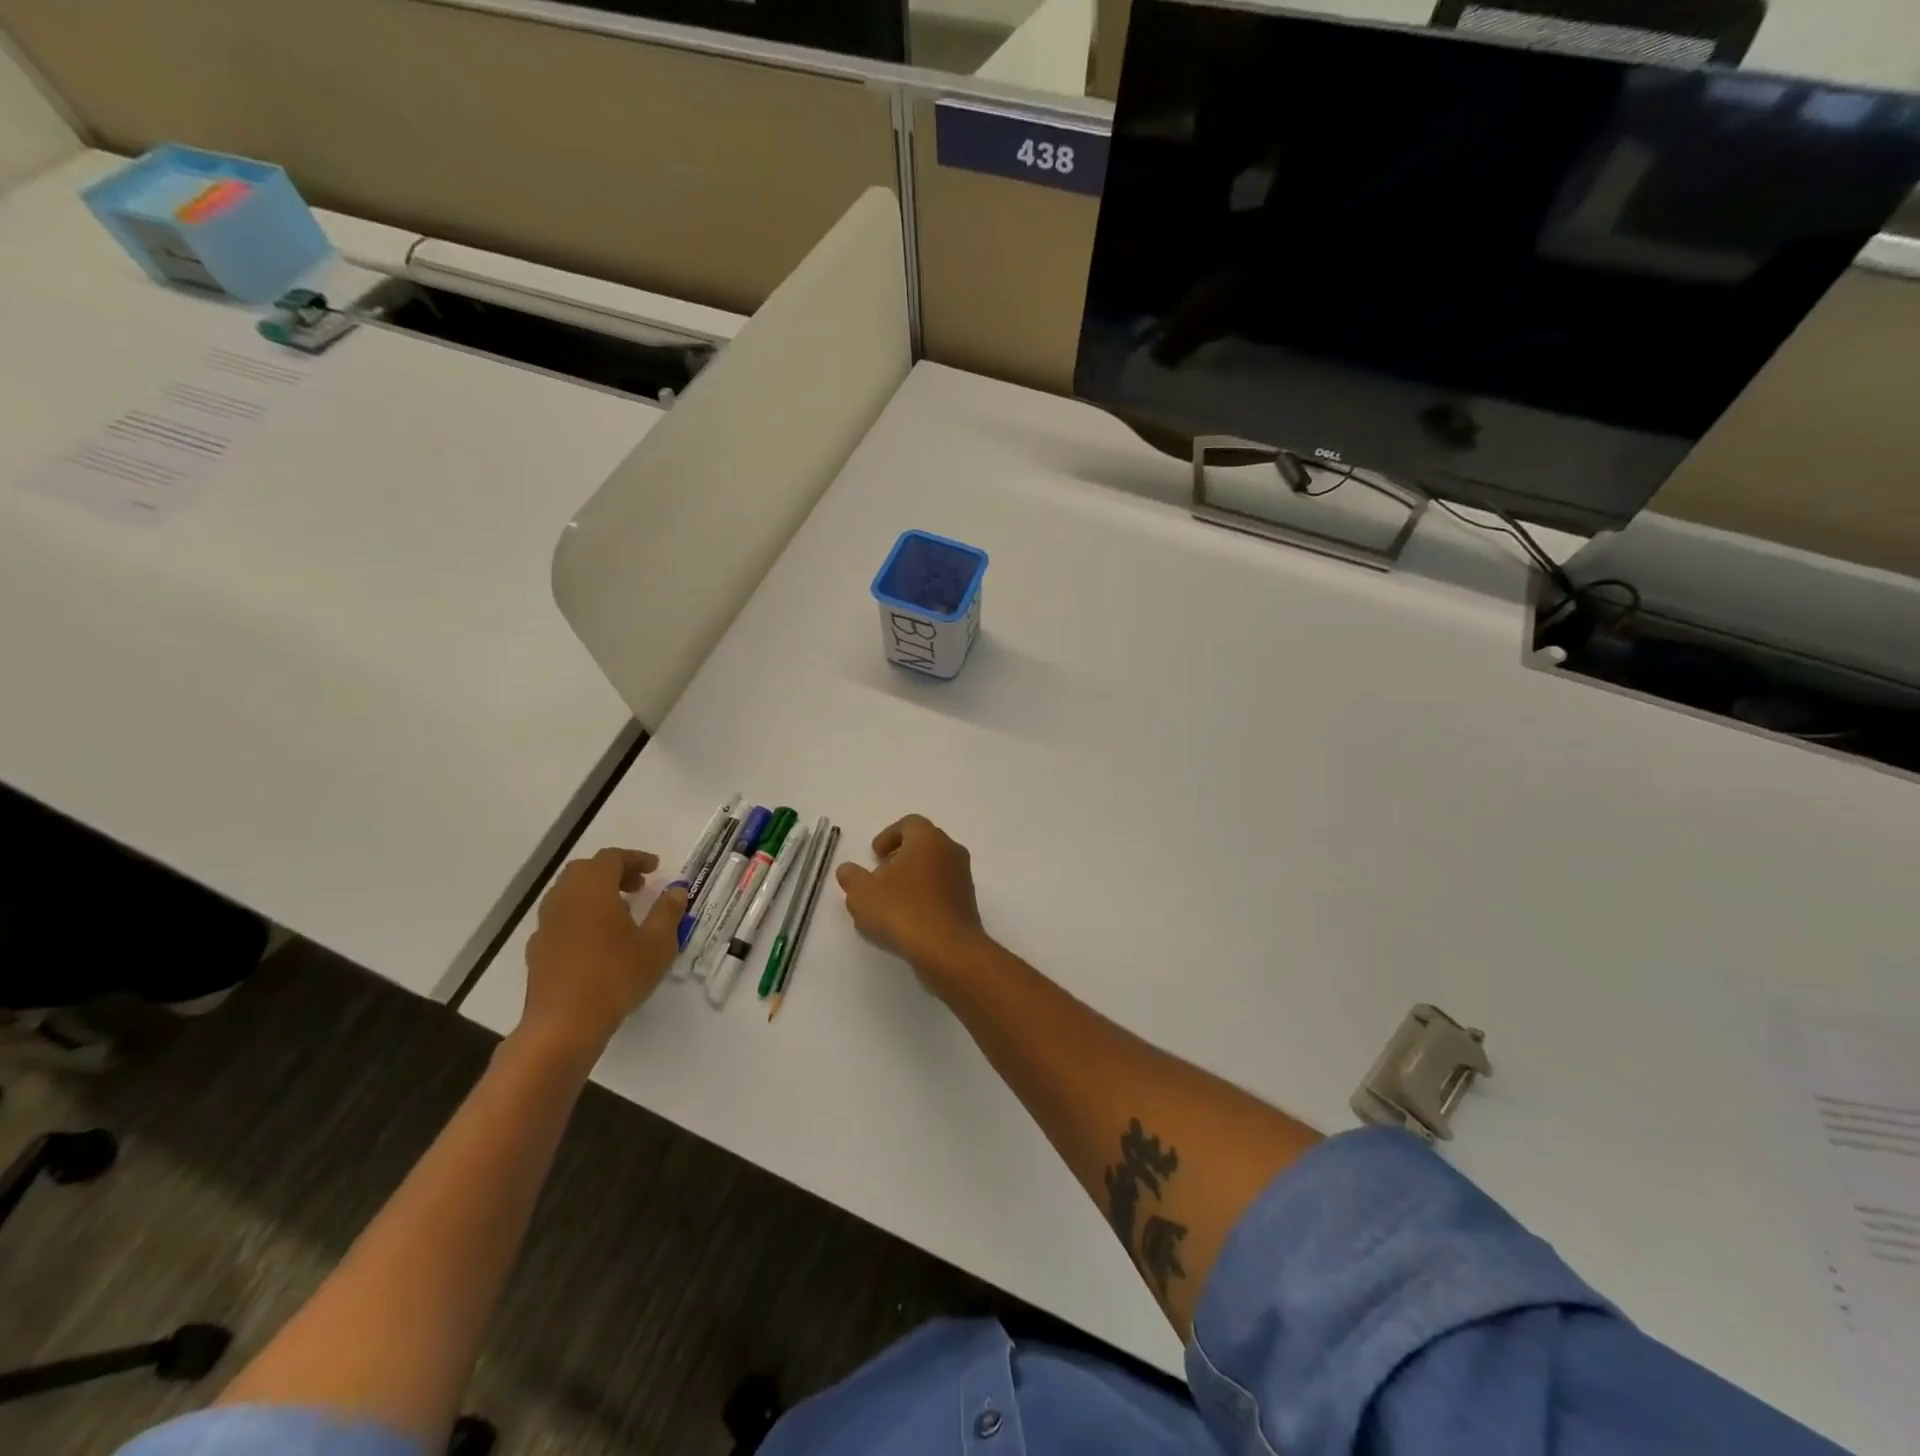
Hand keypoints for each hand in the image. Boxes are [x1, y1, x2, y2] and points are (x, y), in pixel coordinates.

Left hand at [521, 848, 687, 1055]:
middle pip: (585, 871)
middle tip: (638, 887)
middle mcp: (564, 898)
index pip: (612, 858)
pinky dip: (581, 916)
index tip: (655, 868)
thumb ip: (668, 912)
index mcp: (593, 888)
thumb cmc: (616, 976)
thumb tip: (676, 890)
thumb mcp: (657, 944)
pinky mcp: (538, 950)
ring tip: (621, 913)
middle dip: (613, 873)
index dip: (635, 859)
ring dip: (595, 894)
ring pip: (569, 894)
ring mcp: (546, 924)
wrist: (563, 1025)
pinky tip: (598, 941)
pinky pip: (561, 919)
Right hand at [836, 815, 990, 989]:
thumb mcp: (863, 894)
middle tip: (880, 875)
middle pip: (923, 844)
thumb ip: (852, 878)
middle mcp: (950, 850)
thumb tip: (847, 870)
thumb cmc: (902, 910)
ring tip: (890, 901)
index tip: (875, 855)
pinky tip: (908, 919)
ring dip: (913, 878)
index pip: (909, 823)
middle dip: (900, 857)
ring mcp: (963, 877)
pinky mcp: (968, 903)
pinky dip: (925, 896)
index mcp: (928, 838)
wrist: (948, 949)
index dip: (889, 836)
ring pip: (934, 868)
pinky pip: (942, 890)